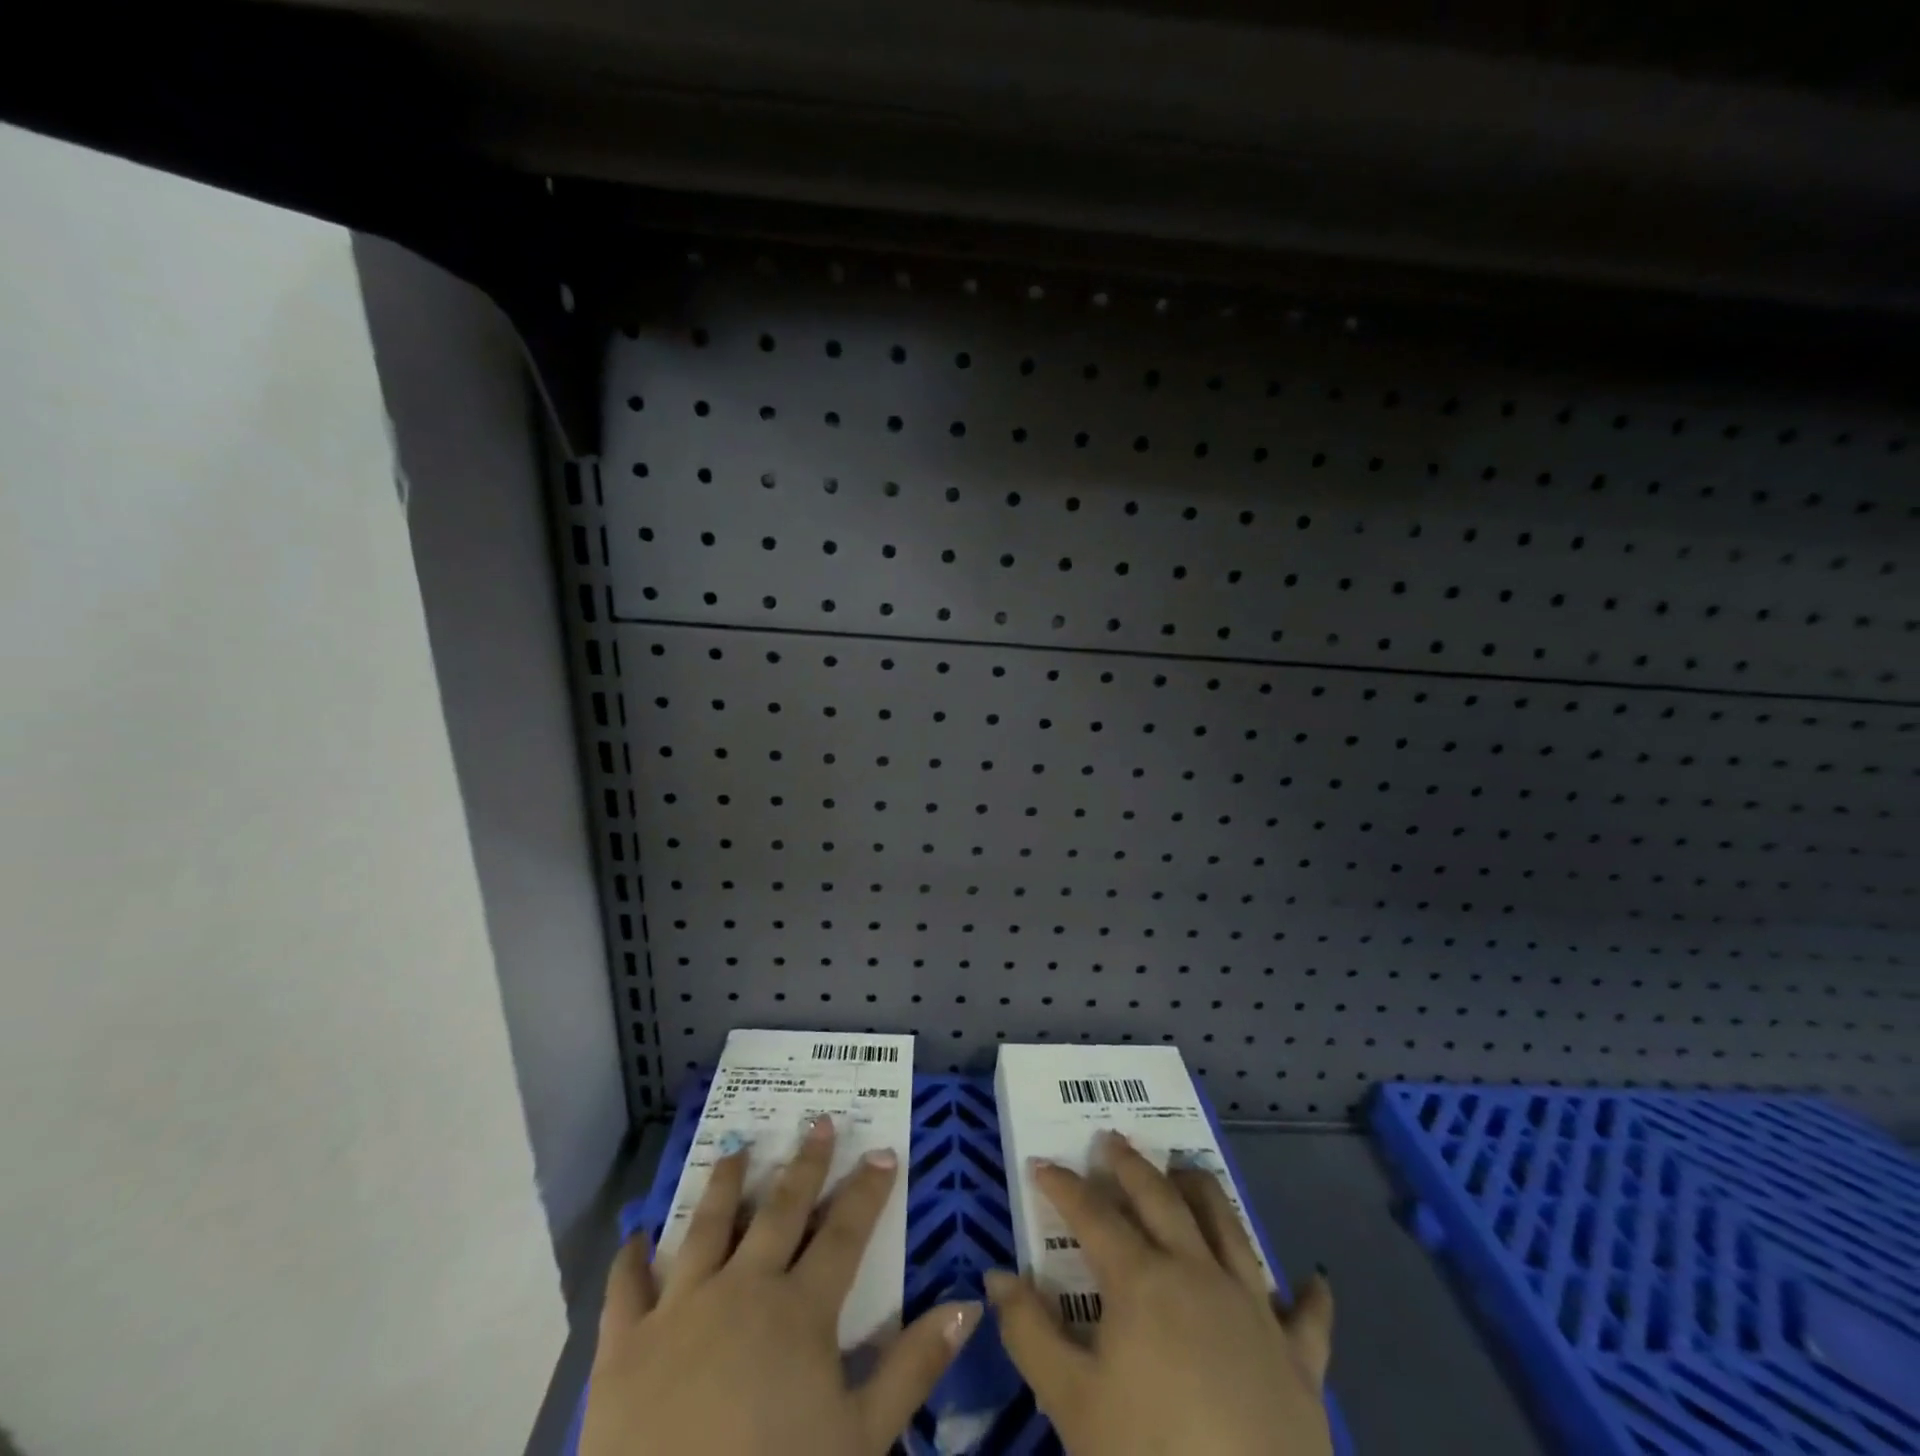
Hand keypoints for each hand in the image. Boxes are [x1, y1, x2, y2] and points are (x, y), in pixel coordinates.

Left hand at [582, 1114, 982, 1455]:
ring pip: (708, 1225)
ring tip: (738, 1145)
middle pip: (780, 1211)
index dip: (868, 1191)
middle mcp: (743, 1288)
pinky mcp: (624, 1344)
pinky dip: (631, 1258)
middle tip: (820, 1121)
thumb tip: (967, 1303)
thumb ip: (913, 1366)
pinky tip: (636, 1233)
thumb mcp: (861, 1439)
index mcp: (799, 1310)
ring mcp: (680, 1309)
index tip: (884, 1151)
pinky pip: (627, 1287)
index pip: (845, 1233)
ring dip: (725, 1182)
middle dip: (805, 1164)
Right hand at [986, 1133, 1334, 1455]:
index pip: (1093, 1215)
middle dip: (1130, 1166)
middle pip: (1160, 1200)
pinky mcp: (1300, 1359)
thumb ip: (1030, 1333)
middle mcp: (1198, 1273)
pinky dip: (1309, 1294)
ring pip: (1228, 1228)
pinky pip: (1309, 1316)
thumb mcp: (1071, 1404)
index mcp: (1141, 1280)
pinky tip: (1314, 1279)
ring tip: (1186, 1170)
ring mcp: (1254, 1309)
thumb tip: (996, 1274)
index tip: (1041, 1165)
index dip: (1063, 1186)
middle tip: (1111, 1140)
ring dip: (1203, 1192)